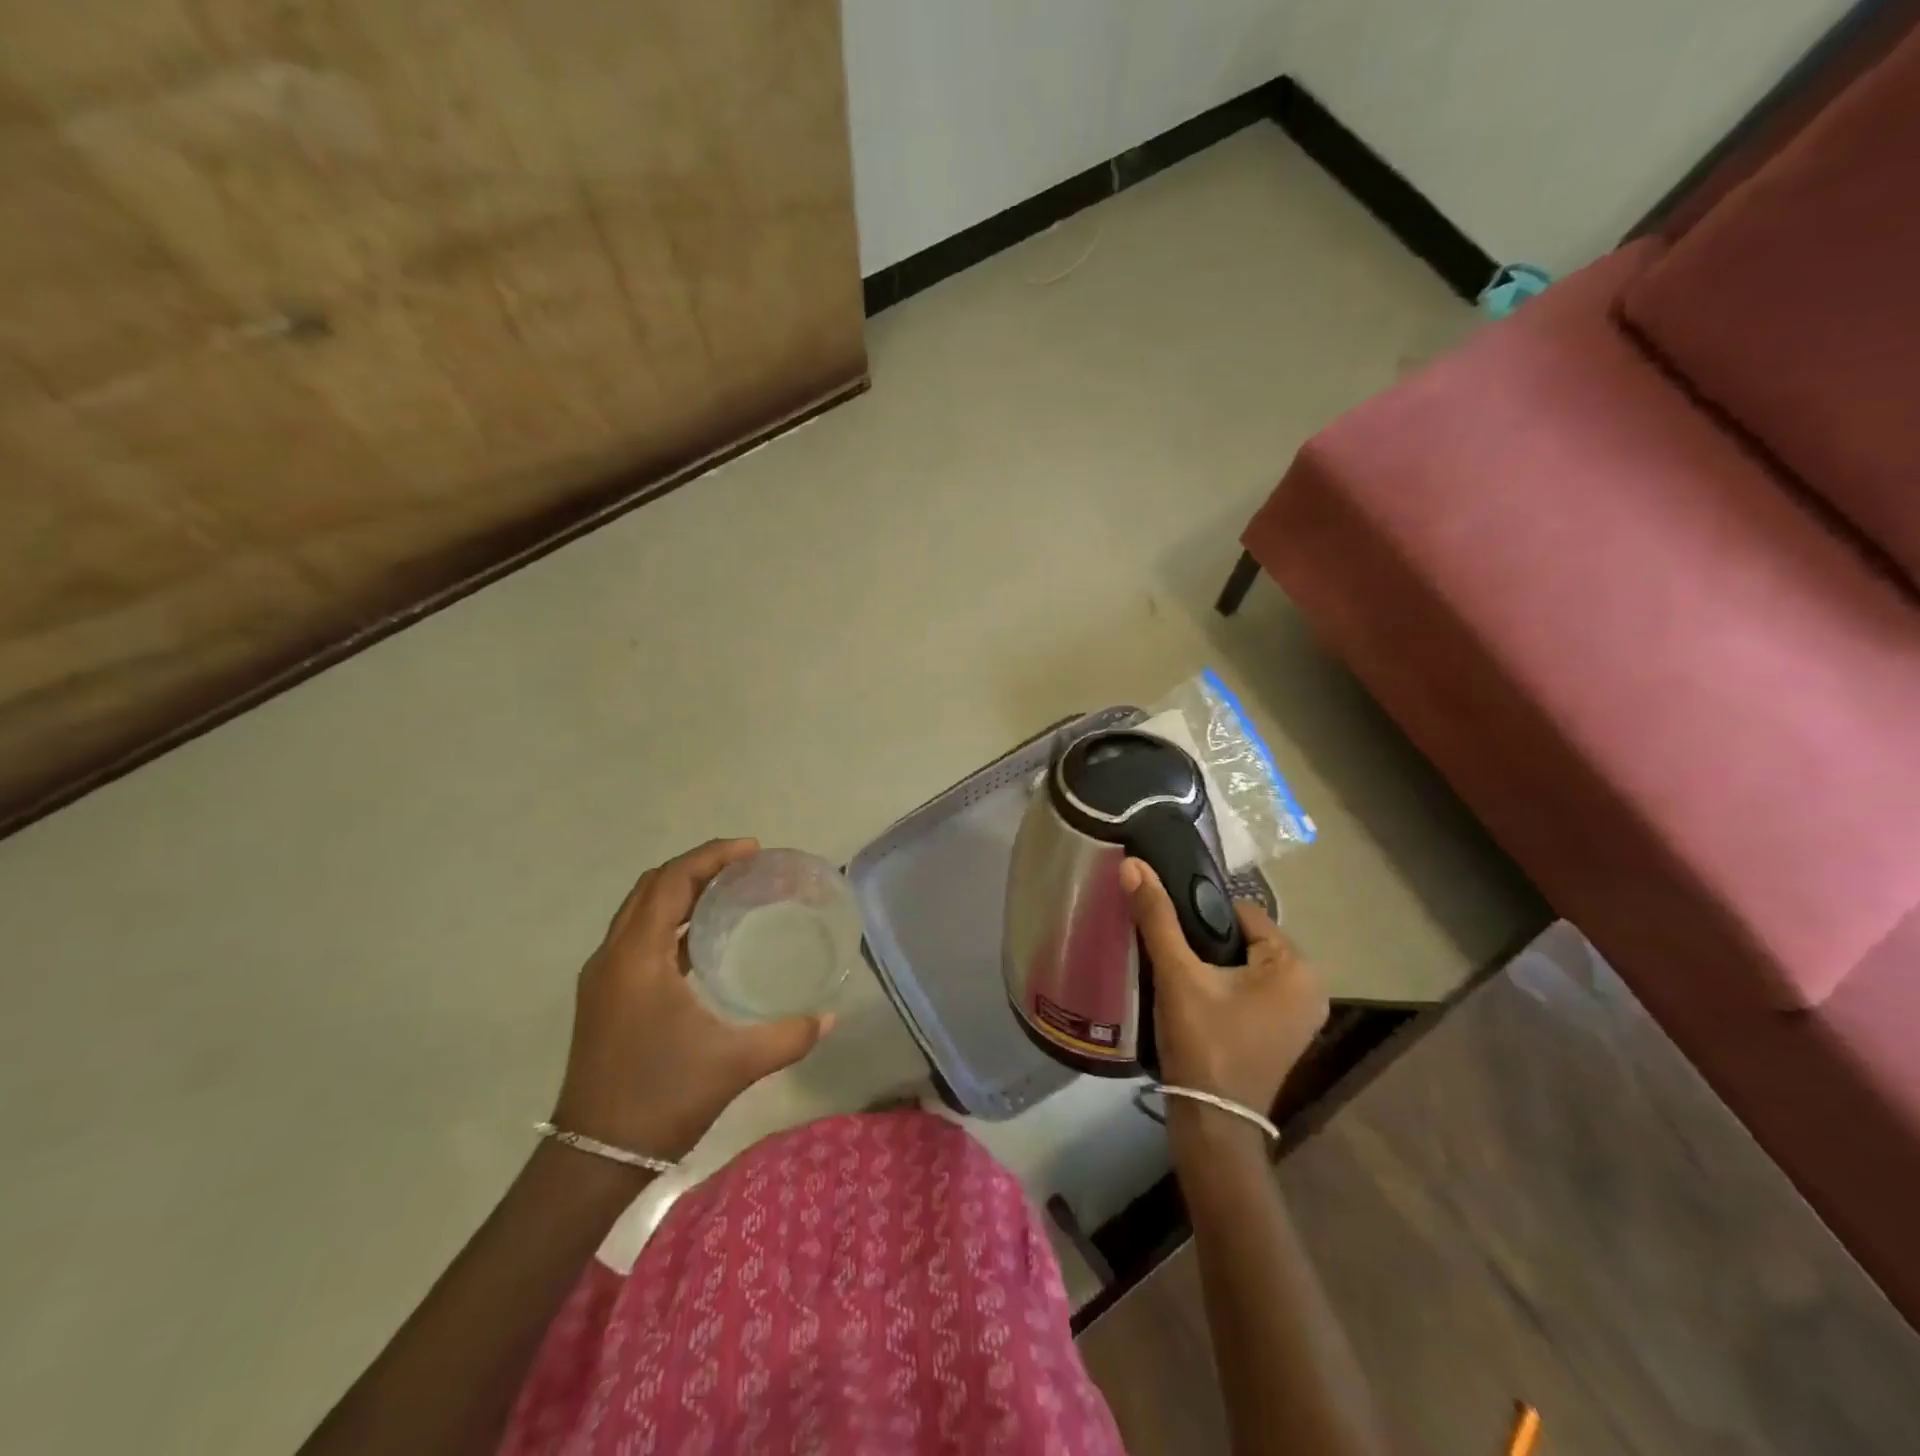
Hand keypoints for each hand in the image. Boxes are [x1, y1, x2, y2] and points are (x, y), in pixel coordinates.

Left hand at [551, 838, 833, 1161]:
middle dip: (698, 867)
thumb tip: (829, 1018)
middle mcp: (613, 956)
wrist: (593, 1159)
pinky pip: (637, 936)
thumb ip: (787, 1036)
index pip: (671, 882)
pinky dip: (669, 920)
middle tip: (745, 866)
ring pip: (640, 910)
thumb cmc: (661, 1099)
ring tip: (729, 892)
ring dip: (681, 891)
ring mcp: (603, 977)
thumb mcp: (734, 1065)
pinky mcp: (604, 996)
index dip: (711, 857)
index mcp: (638, 958)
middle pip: (653, 887)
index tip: (753, 850)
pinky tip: (703, 938)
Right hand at [1120, 858, 1327, 1114]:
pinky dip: (1228, 987)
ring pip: (1248, 964)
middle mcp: (1312, 985)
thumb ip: (1156, 917)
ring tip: (1179, 976)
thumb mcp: (1177, 974)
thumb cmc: (1203, 1042)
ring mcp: (1303, 1014)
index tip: (1170, 931)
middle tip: (1173, 958)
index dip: (1201, 916)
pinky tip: (1198, 999)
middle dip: (1209, 942)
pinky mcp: (1287, 1033)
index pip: (1241, 912)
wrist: (1212, 1122)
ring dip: (1216, 965)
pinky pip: (1254, 989)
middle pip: (1245, 938)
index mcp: (1297, 965)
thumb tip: (1132, 864)